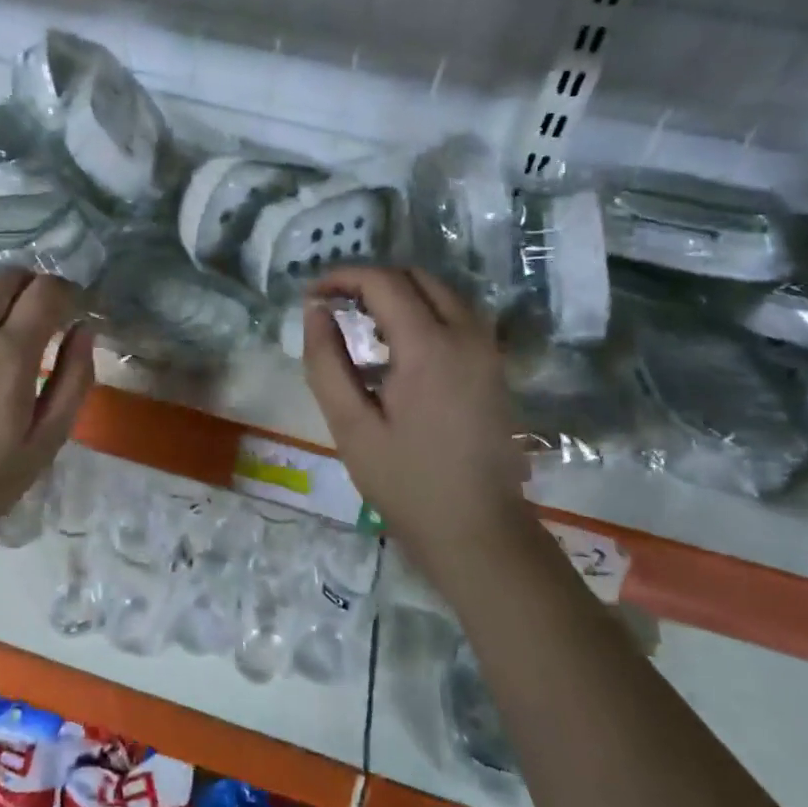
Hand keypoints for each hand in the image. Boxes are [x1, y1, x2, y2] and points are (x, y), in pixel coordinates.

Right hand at [302, 268, 527, 583]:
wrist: (479, 530)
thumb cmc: (407, 482)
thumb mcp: (350, 426)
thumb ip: (326, 362)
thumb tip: (315, 311)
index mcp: (429, 346)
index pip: (383, 282)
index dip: (342, 278)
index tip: (312, 296)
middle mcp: (466, 334)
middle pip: (416, 276)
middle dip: (371, 281)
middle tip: (335, 307)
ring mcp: (488, 348)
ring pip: (441, 292)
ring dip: (399, 294)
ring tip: (363, 325)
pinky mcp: (495, 366)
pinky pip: (457, 315)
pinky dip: (424, 311)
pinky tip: (398, 347)